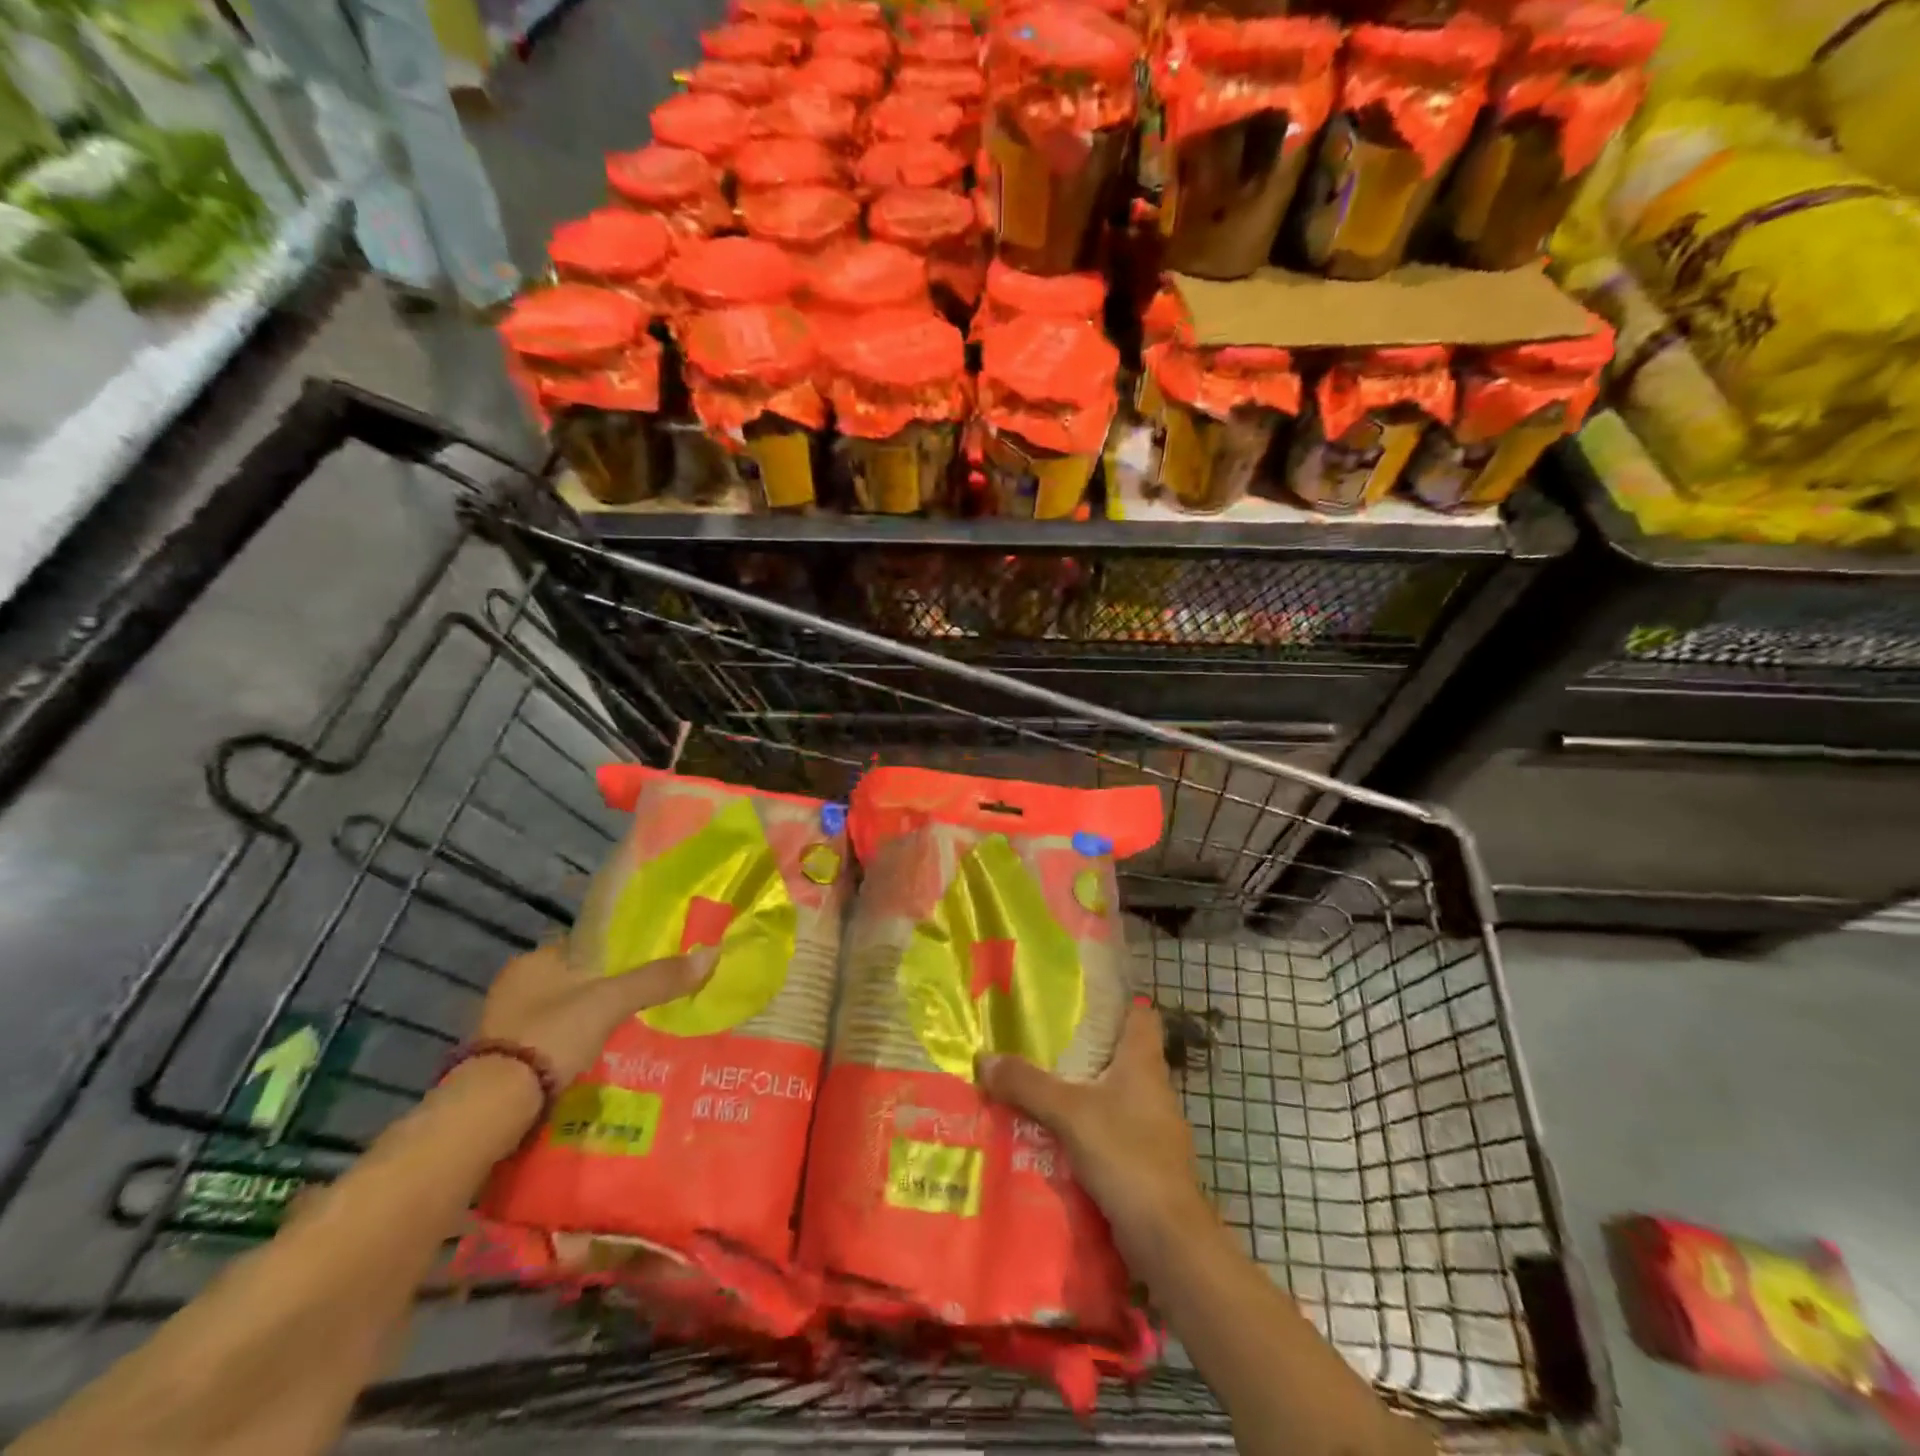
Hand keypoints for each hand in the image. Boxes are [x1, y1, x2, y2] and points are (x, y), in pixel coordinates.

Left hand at [476, 941, 716, 1085]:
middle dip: (605, 992)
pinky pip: (551, 1044)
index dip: (617, 952)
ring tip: (629, 1033)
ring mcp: (506, 1026)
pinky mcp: (504, 1060)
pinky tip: (598, 1060)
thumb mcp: (612, 1001)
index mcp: (536, 960)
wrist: (491, 1107)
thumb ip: (658, 978)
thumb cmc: (551, 1035)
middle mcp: (516, 986)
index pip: (585, 944)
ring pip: (563, 1014)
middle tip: (643, 1003)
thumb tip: (713, 952)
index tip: (646, 965)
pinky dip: (573, 1049)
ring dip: (589, 1023)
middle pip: (575, 980)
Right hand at [977, 1001, 1213, 1264]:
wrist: (1169, 1240)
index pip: (1140, 1016)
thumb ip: (1027, 1084)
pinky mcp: (1145, 1163)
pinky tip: (1054, 1136)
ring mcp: (1153, 1129)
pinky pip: (1111, 1133)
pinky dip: (1087, 1130)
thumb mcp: (1069, 1113)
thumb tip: (984, 1058)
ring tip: (1038, 1086)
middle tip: (1041, 1042)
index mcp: (1144, 1063)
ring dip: (1082, 1093)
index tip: (1080, 998)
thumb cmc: (1127, 1156)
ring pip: (1113, 1096)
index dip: (1116, 1003)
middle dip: (1085, 1049)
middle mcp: (1153, 1089)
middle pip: (1121, 1055)